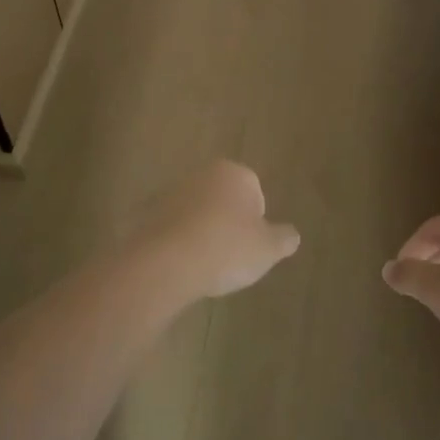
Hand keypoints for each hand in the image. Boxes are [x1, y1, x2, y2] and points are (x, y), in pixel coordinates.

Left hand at [124, 160, 300, 303]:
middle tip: (231, 254)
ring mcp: (171, 192)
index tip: (251, 244)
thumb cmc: (226, 248)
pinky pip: (174, 228)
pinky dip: (180, 242)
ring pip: (198, 212)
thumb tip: (291, 235)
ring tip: (206, 264)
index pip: (255, 191)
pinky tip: (183, 266)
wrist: (165, 264)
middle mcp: (202, 174)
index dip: (256, 220)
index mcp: (235, 173)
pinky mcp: (148, 214)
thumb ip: (284, 238)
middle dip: (229, 222)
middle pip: (224, 198)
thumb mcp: (268, 249)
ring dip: (203, 231)